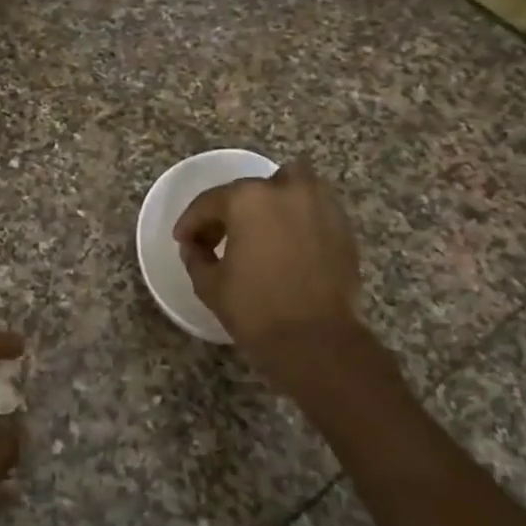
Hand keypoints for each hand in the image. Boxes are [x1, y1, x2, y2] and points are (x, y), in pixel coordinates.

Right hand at [174, 162, 361, 358]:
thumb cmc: (255, 310)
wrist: (316, 341)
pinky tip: (286, 241)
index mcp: (247, 199)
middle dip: (229, 211)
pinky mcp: (342, 225)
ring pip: (290, 184)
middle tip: (217, 239)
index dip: (191, 222)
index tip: (183, 240)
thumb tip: (195, 246)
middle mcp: (285, 190)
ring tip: (258, 228)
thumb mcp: (210, 284)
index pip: (209, 202)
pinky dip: (297, 215)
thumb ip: (196, 256)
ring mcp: (319, 204)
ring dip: (271, 199)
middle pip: (249, 190)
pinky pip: (313, 206)